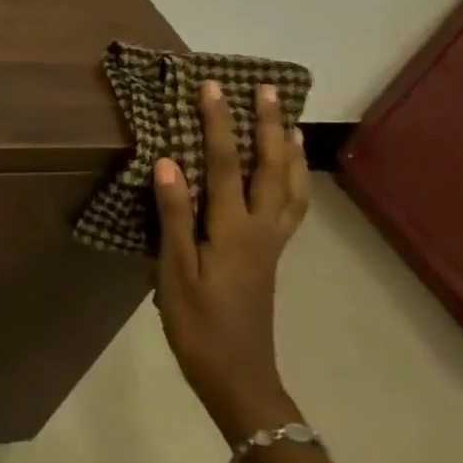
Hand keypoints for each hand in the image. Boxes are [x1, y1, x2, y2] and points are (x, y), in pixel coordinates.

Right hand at [153, 80, 310, 439]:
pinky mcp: (270, 255)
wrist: (238, 376)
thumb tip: (168, 163)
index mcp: (233, 230)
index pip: (223, 165)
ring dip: (289, 149)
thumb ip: (174, 215)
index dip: (218, 124)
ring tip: (288, 121)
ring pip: (291, 186)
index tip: (212, 87)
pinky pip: (291, 206)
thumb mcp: (175, 270)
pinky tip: (287, 175)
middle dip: (267, 125)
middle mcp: (261, 229)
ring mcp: (272, 243)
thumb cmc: (198, 324)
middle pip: (270, 167)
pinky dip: (294, 180)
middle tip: (267, 89)